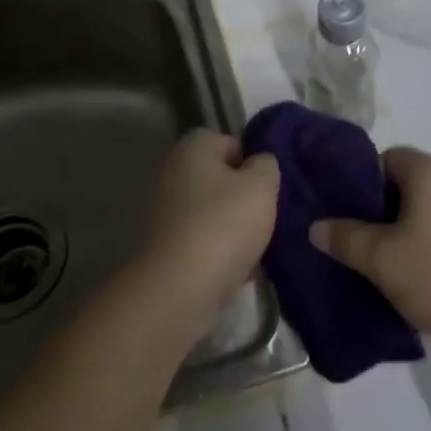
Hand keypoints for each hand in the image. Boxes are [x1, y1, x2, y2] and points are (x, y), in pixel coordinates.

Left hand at [142, 128, 279, 319]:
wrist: (179, 288)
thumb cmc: (224, 224)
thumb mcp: (261, 186)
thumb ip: (266, 165)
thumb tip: (259, 162)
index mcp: (192, 146)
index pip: (229, 142)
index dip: (252, 162)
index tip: (267, 187)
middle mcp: (172, 170)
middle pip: (218, 177)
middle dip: (242, 195)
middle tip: (265, 216)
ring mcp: (163, 209)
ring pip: (210, 210)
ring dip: (231, 225)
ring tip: (254, 246)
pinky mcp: (162, 244)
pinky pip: (199, 238)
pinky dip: (216, 249)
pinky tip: (235, 267)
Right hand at [310, 148, 430, 354]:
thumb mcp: (381, 258)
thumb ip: (345, 237)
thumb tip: (316, 226)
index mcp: (428, 171)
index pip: (384, 158)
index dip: (359, 181)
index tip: (342, 210)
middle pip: (402, 183)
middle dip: (376, 209)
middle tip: (352, 238)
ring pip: (422, 209)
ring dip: (399, 230)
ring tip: (377, 261)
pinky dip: (422, 243)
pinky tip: (411, 275)